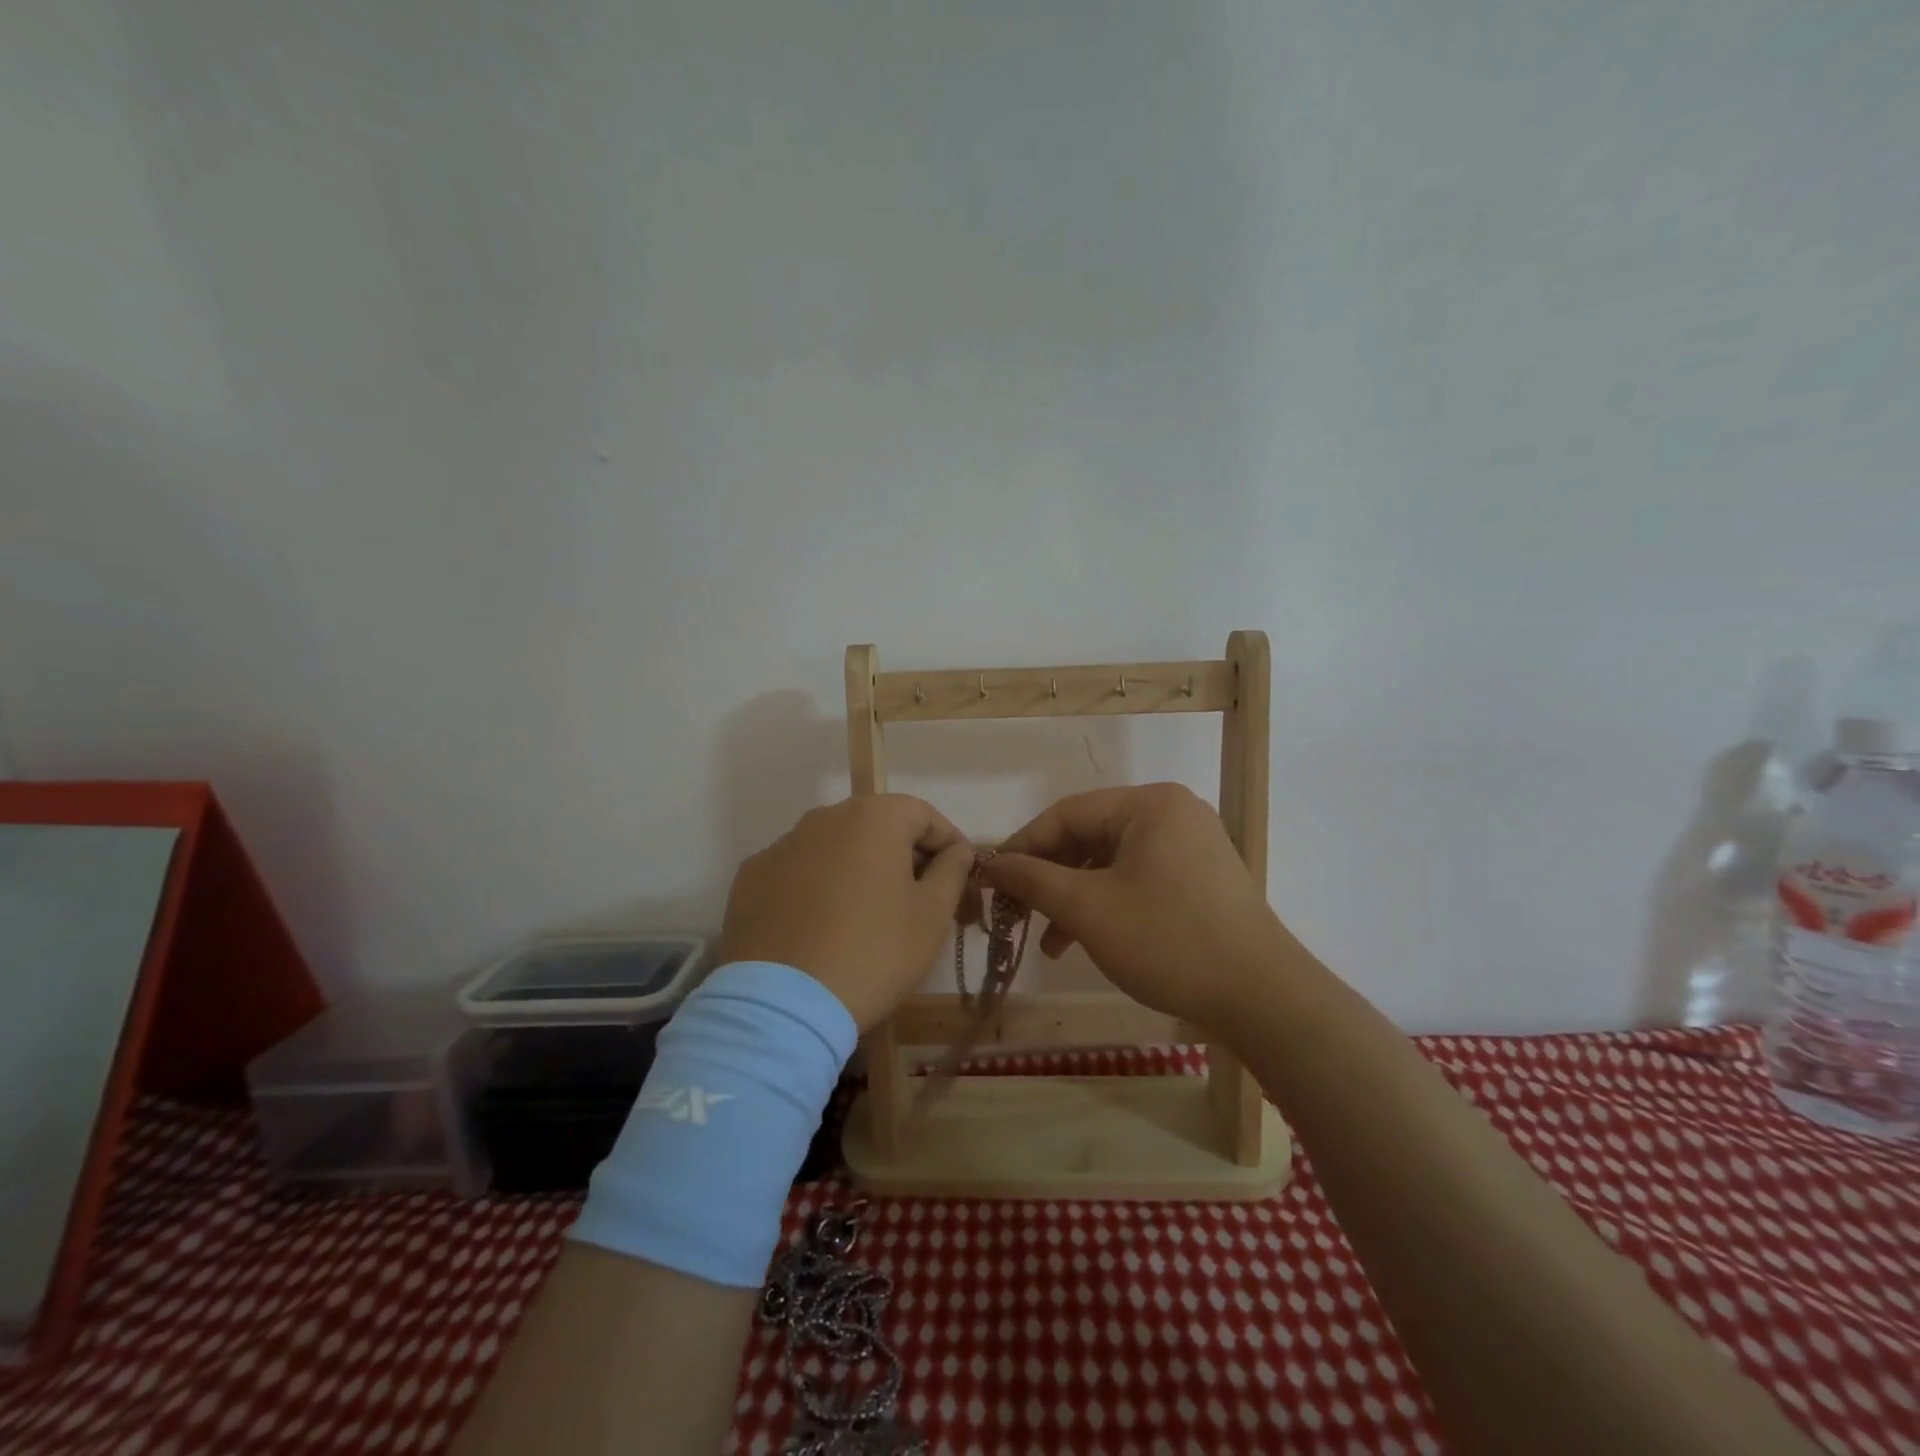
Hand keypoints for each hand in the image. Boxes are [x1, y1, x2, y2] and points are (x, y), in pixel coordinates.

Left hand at [718, 795, 973, 1030]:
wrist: (783, 1005)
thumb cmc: (874, 953)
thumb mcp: (932, 916)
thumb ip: (952, 870)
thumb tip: (957, 850)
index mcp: (872, 818)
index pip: (923, 814)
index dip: (947, 843)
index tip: (958, 877)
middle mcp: (824, 818)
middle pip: (876, 825)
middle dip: (903, 854)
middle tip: (918, 897)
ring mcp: (782, 845)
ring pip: (835, 846)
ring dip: (858, 868)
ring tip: (868, 914)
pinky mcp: (751, 877)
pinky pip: (798, 871)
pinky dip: (817, 886)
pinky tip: (821, 926)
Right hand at [980, 784, 1293, 1030]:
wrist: (1262, 998)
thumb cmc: (1168, 941)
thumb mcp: (1088, 909)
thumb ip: (1034, 879)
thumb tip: (990, 864)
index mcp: (1149, 804)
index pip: (1067, 813)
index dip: (1024, 846)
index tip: (992, 880)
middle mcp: (1172, 813)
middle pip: (1090, 836)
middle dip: (1050, 877)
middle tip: (1017, 911)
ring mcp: (1191, 846)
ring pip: (1112, 863)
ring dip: (1075, 897)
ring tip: (1048, 942)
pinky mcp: (1200, 879)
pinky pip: (1138, 879)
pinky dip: (1107, 905)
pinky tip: (1085, 941)